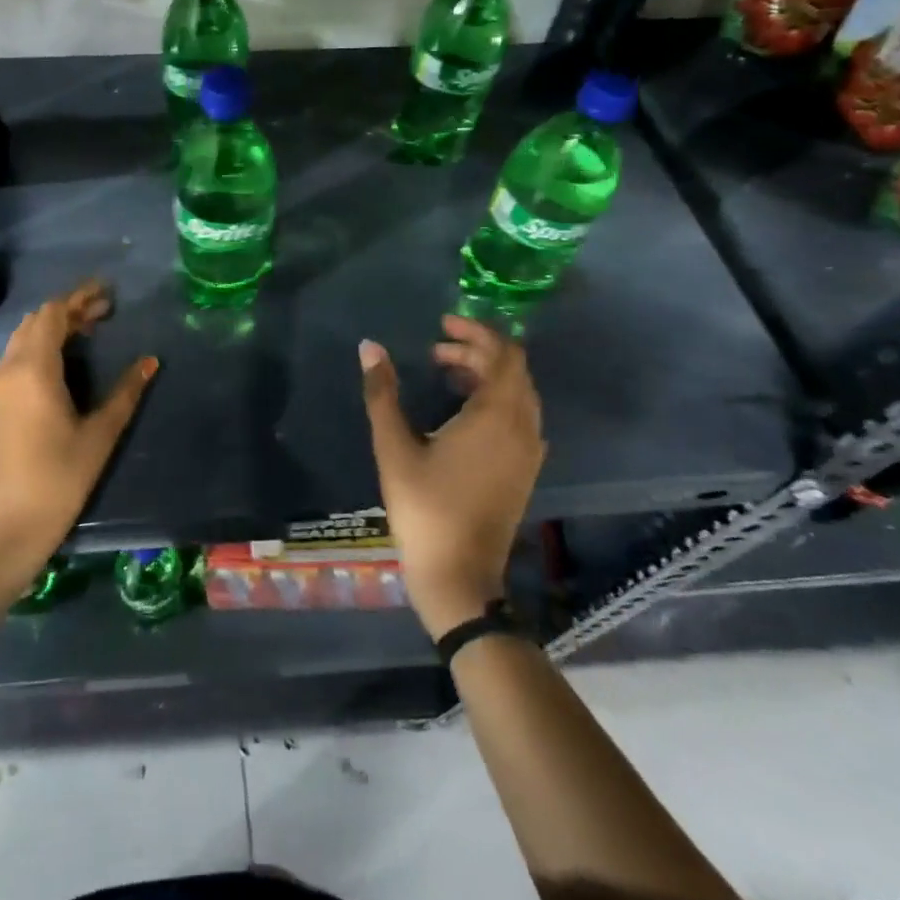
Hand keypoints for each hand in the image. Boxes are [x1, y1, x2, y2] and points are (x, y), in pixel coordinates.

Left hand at [0, 281, 157, 588]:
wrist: (11, 524)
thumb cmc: (61, 476)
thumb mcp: (101, 432)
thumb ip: (127, 391)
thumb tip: (151, 360)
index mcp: (34, 369)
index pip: (52, 313)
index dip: (79, 297)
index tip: (108, 293)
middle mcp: (10, 369)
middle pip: (36, 321)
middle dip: (69, 309)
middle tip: (105, 311)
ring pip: (24, 337)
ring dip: (54, 326)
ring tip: (89, 331)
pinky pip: (17, 356)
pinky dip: (41, 344)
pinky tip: (66, 359)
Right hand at [359, 317, 545, 637]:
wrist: (459, 575)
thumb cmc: (424, 507)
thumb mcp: (394, 446)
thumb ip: (382, 393)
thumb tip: (370, 347)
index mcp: (497, 416)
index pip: (503, 354)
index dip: (476, 331)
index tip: (442, 324)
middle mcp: (523, 427)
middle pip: (512, 370)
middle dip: (477, 351)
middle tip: (436, 350)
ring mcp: (528, 452)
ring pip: (517, 394)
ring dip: (486, 375)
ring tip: (445, 373)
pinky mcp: (524, 471)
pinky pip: (518, 417)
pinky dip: (495, 399)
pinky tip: (462, 411)